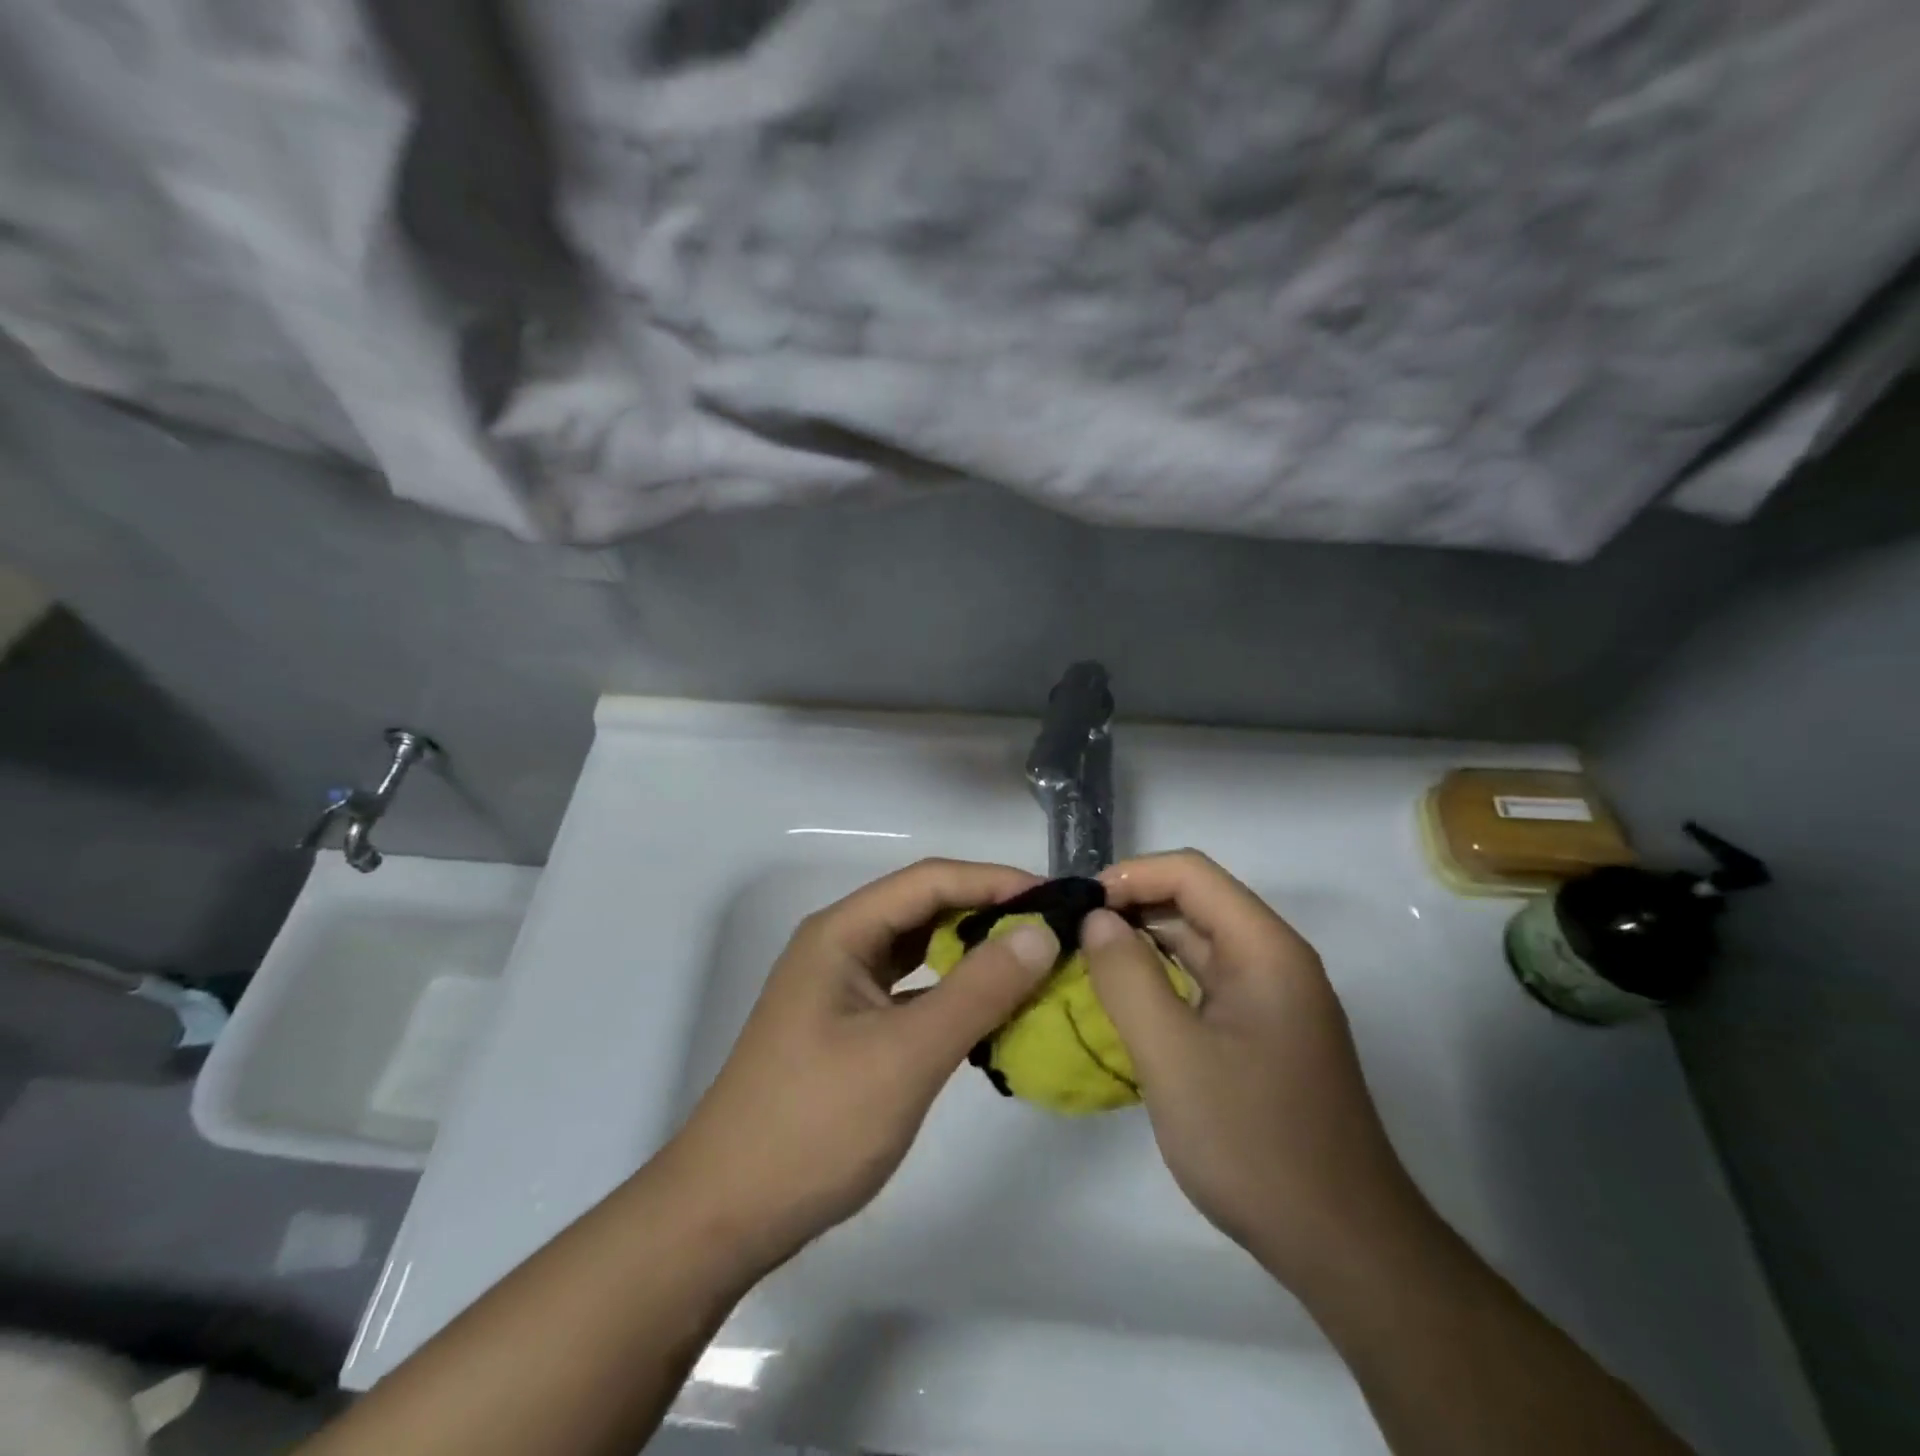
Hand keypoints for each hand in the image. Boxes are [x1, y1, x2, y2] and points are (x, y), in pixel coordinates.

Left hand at [657, 859, 1057, 1277]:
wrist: (726, 1214)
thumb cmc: (813, 1126)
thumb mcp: (906, 1055)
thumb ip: (977, 991)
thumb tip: (1041, 932)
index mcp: (842, 932)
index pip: (930, 880)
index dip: (995, 881)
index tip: (1057, 899)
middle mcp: (839, 946)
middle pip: (924, 908)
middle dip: (988, 913)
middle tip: (1054, 931)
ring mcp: (841, 987)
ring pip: (919, 950)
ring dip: (972, 952)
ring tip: (1032, 962)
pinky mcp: (849, 1026)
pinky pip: (912, 990)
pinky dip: (952, 992)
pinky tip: (990, 1011)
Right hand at [1082, 851, 1417, 1283]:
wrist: (1343, 1246)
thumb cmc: (1255, 1142)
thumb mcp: (1173, 1056)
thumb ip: (1127, 978)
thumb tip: (1096, 919)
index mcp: (1264, 948)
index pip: (1191, 873)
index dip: (1131, 876)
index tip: (1078, 906)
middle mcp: (1273, 959)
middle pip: (1196, 902)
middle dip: (1131, 906)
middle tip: (1071, 933)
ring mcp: (1272, 998)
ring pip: (1198, 943)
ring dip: (1143, 942)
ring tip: (1085, 959)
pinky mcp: (1263, 1032)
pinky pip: (1204, 983)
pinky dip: (1161, 979)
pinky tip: (1124, 1000)